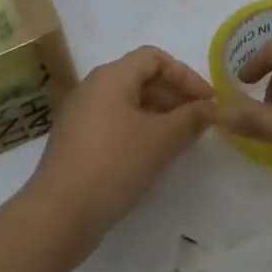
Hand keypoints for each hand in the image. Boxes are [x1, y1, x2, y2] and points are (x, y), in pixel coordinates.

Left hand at [23, 46, 215, 255]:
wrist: (59, 214)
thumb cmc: (114, 165)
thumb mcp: (161, 140)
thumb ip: (191, 118)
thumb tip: (211, 108)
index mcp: (111, 76)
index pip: (154, 58)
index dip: (185, 75)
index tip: (208, 102)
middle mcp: (93, 88)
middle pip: (141, 78)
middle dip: (175, 95)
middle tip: (200, 122)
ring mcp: (82, 115)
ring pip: (129, 103)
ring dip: (160, 115)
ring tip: (183, 140)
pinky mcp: (78, 142)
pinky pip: (116, 123)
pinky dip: (140, 131)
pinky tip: (154, 155)